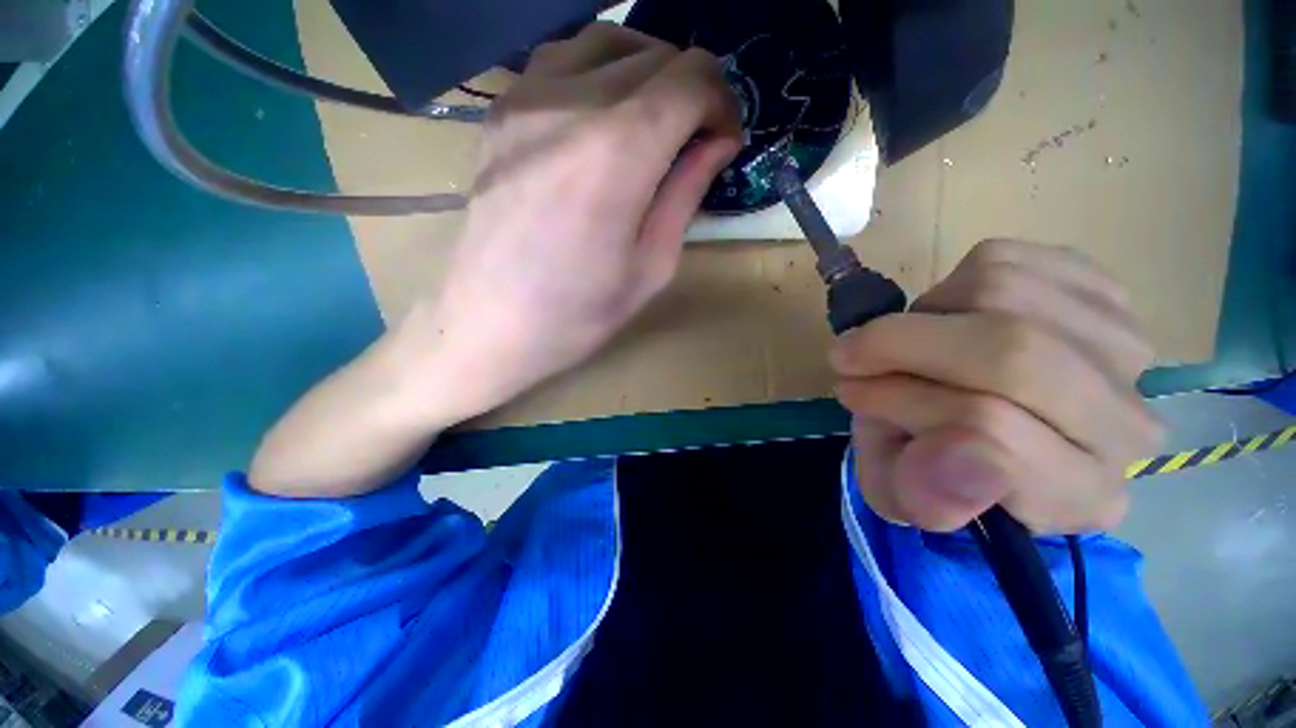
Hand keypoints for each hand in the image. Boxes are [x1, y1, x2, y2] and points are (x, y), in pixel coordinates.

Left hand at [408, 23, 741, 411]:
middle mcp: (571, 103)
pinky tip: (605, 115)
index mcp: (618, 152)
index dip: (722, 103)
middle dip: (692, 90)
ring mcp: (525, 97)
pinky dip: (601, 72)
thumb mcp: (652, 266)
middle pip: (656, 55)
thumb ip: (687, 192)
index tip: (723, 141)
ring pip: (609, 41)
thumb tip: (718, 141)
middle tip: (695, 140)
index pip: (693, 78)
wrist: (490, 323)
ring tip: (656, 122)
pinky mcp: (500, 109)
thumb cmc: (579, 312)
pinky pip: (563, 58)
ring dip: (648, 72)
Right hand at [831, 240, 1162, 533]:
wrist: (970, 420)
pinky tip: (947, 320)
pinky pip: (1008, 260)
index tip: (854, 396)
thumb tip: (960, 449)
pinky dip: (951, 285)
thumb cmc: (929, 462)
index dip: (904, 402)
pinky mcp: (1103, 291)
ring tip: (907, 346)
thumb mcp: (902, 491)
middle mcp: (1124, 424)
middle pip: (1011, 353)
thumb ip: (922, 492)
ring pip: (1002, 293)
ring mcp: (1124, 348)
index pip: (993, 430)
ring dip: (922, 316)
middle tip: (853, 358)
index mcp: (1076, 494)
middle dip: (902, 347)